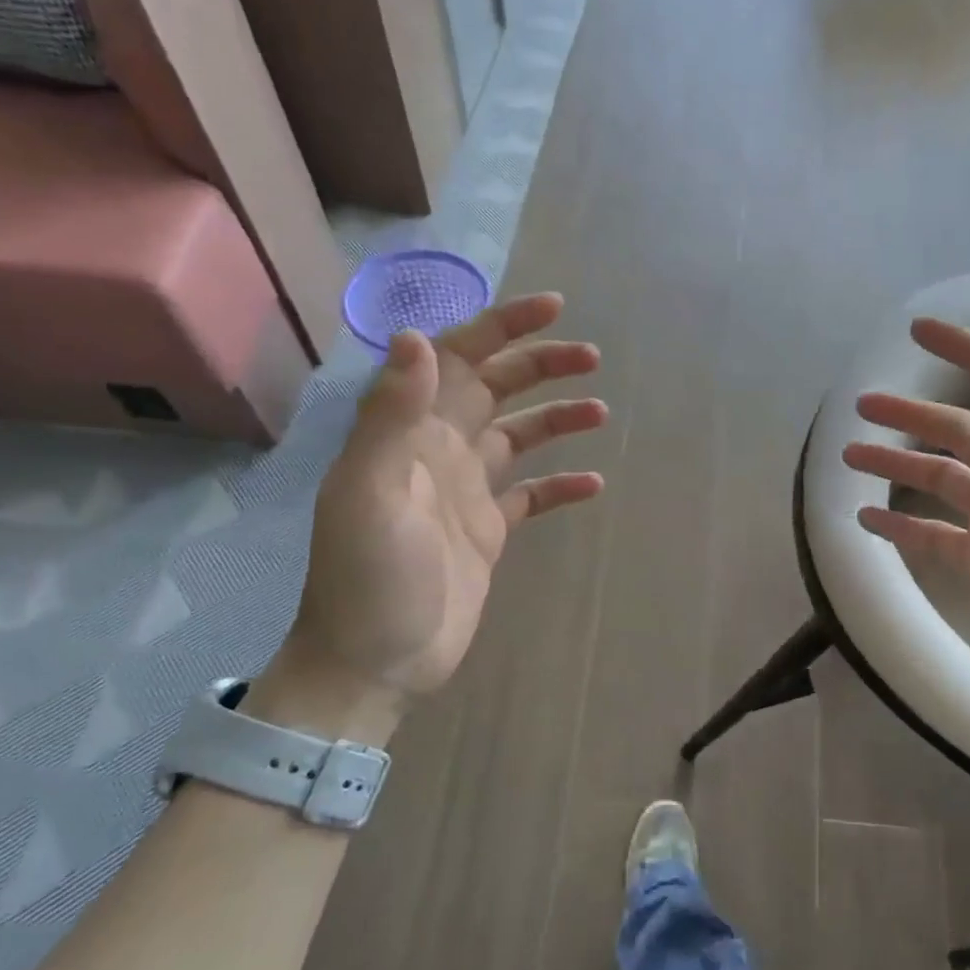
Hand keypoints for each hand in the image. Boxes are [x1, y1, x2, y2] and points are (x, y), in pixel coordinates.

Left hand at [271, 293, 606, 712]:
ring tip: (601, 409)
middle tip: (592, 356)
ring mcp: (466, 491)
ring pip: (519, 436)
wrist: (374, 661)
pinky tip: (593, 483)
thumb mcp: (370, 493)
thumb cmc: (368, 578)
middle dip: (540, 365)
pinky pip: (531, 495)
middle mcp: (439, 450)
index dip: (503, 328)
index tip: (553, 309)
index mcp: (410, 432)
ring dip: (556, 417)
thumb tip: (420, 338)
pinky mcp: (489, 530)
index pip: (458, 359)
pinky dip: (560, 485)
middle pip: (495, 388)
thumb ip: (391, 416)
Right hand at [844, 317, 969, 723]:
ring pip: (938, 481)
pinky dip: (900, 522)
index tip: (916, 332)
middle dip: (911, 416)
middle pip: (958, 435)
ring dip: (897, 465)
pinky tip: (866, 516)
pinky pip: (933, 534)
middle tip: (860, 407)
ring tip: (849, 456)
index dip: (964, 353)